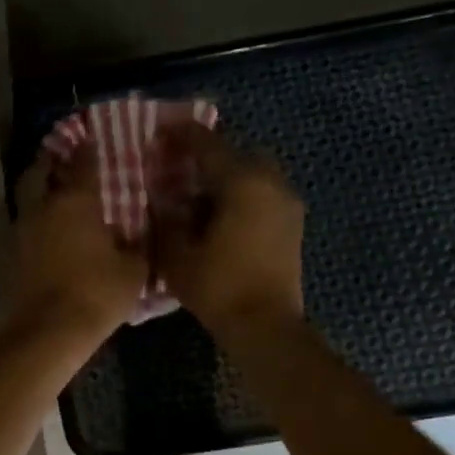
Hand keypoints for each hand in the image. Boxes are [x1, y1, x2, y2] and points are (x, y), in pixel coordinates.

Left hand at [9, 141, 147, 341]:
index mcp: (75, 201)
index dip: (87, 147)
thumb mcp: (133, 269)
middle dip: (48, 161)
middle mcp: (42, 208)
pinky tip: (48, 231)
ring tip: (54, 195)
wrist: (49, 331)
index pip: (82, 162)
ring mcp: (22, 233)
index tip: (91, 138)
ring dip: (38, 193)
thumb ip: (137, 244)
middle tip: (60, 159)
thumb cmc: (97, 293)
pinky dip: (34, 223)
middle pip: (38, 172)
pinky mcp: (12, 258)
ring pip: (26, 200)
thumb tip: (136, 234)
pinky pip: (24, 228)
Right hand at [150, 118, 306, 333]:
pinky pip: (265, 195)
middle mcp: (271, 183)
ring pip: (256, 174)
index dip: (183, 135)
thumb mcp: (178, 256)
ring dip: (229, 177)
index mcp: (242, 183)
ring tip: (200, 197)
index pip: (208, 146)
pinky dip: (243, 196)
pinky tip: (222, 218)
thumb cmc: (218, 288)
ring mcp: (287, 204)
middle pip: (239, 154)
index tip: (161, 129)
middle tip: (183, 168)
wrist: (265, 325)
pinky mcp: (292, 225)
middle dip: (212, 156)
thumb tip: (165, 200)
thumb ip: (168, 221)